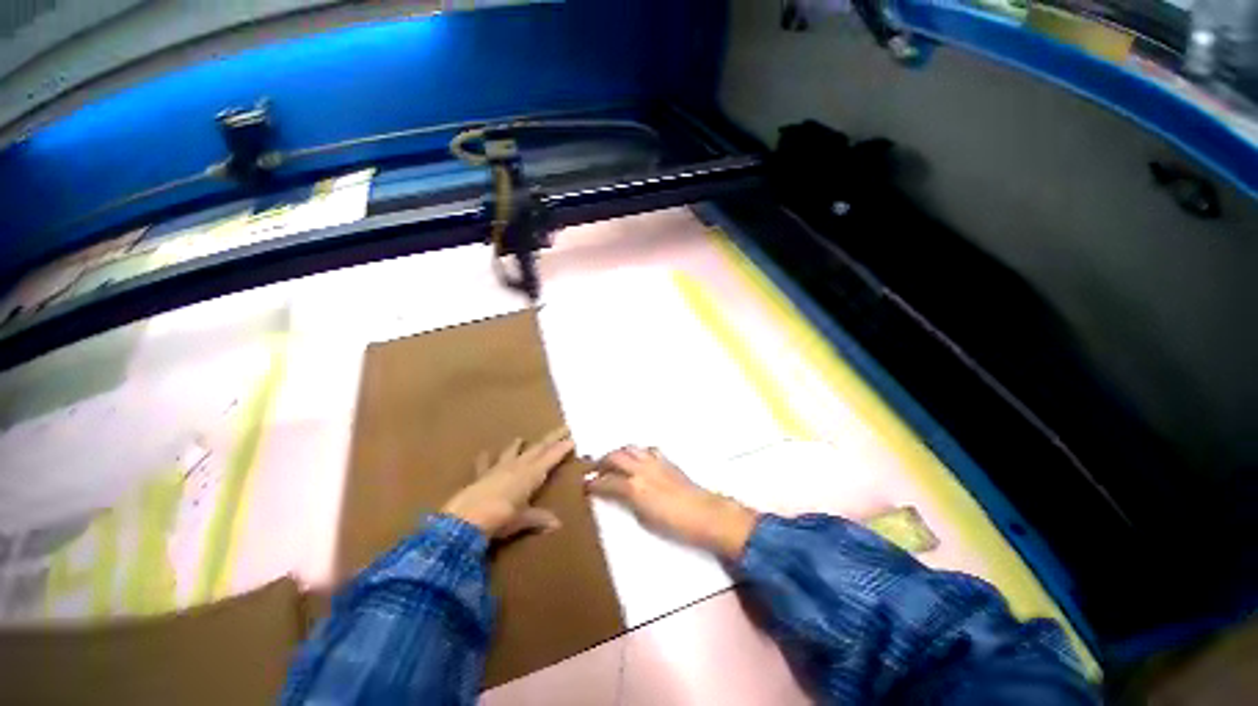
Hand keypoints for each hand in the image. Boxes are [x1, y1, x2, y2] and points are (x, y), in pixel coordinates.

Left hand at [442, 426, 574, 539]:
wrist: (466, 519)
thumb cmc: (501, 518)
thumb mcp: (523, 519)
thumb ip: (540, 519)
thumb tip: (557, 524)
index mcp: (532, 474)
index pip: (551, 457)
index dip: (562, 449)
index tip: (572, 439)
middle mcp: (518, 466)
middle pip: (538, 448)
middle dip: (552, 438)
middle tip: (563, 428)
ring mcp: (499, 469)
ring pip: (512, 452)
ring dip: (518, 446)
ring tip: (521, 438)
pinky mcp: (481, 476)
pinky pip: (485, 464)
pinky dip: (486, 458)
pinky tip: (484, 452)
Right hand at [584, 446, 757, 559]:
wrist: (705, 513)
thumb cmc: (674, 524)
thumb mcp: (644, 519)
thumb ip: (627, 503)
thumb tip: (617, 495)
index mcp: (633, 487)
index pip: (606, 481)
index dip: (592, 483)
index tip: (584, 485)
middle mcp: (641, 469)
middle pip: (615, 456)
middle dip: (601, 461)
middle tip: (594, 470)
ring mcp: (654, 461)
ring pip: (629, 448)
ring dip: (617, 453)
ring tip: (612, 462)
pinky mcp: (666, 460)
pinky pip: (646, 450)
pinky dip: (637, 453)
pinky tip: (637, 461)